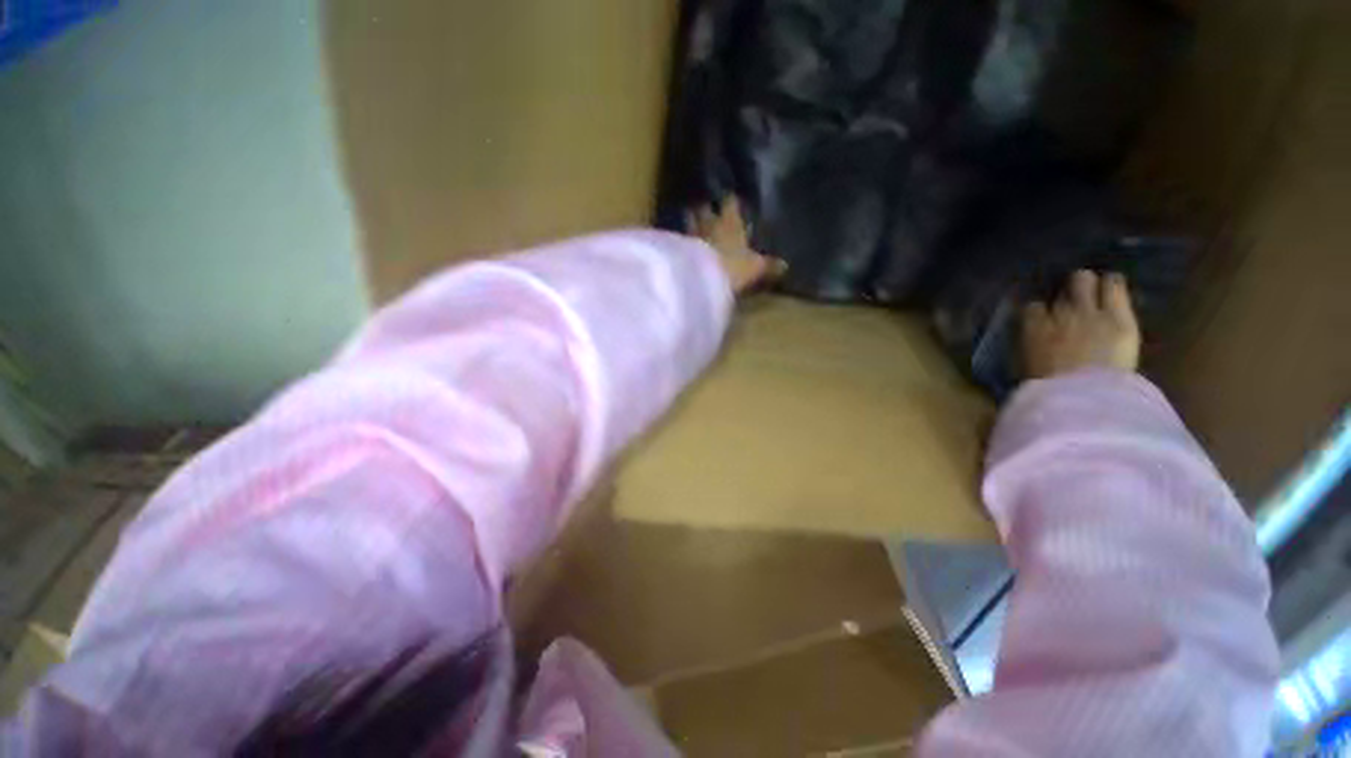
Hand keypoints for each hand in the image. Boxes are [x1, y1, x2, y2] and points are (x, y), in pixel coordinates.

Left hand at [690, 199, 786, 294]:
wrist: (701, 278)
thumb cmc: (733, 267)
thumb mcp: (755, 268)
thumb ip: (768, 265)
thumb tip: (784, 265)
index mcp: (730, 222)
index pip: (730, 204)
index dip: (730, 201)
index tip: (730, 198)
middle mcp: (709, 223)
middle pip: (704, 209)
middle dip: (704, 208)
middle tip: (705, 207)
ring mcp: (691, 235)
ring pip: (689, 222)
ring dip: (691, 222)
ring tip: (691, 222)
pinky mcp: (677, 250)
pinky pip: (681, 241)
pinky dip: (682, 242)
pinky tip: (683, 246)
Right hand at [1022, 269, 1140, 378]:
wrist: (1081, 395)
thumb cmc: (1049, 389)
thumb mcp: (1029, 370)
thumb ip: (1032, 350)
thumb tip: (1034, 345)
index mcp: (1033, 330)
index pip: (1032, 307)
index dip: (1040, 310)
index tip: (1045, 316)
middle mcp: (1058, 314)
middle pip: (1061, 290)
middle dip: (1068, 292)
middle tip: (1075, 301)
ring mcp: (1089, 312)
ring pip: (1085, 280)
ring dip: (1090, 284)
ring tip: (1098, 291)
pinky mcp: (1118, 316)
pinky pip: (1114, 287)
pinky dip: (1113, 285)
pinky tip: (1115, 288)